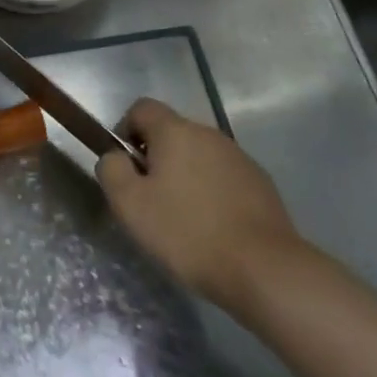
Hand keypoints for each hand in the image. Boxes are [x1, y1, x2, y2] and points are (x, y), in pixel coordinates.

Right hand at [98, 98, 304, 309]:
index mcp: (176, 131)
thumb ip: (112, 170)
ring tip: (182, 220)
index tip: (126, 169)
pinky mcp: (260, 182)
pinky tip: (213, 228)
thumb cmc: (188, 232)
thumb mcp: (130, 204)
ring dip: (184, 176)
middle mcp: (209, 134)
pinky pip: (222, 177)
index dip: (125, 132)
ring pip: (198, 156)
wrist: (264, 269)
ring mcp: (238, 157)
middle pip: (171, 133)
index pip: (141, 108)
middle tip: (150, 201)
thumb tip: (115, 157)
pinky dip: (211, 193)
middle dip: (155, 159)